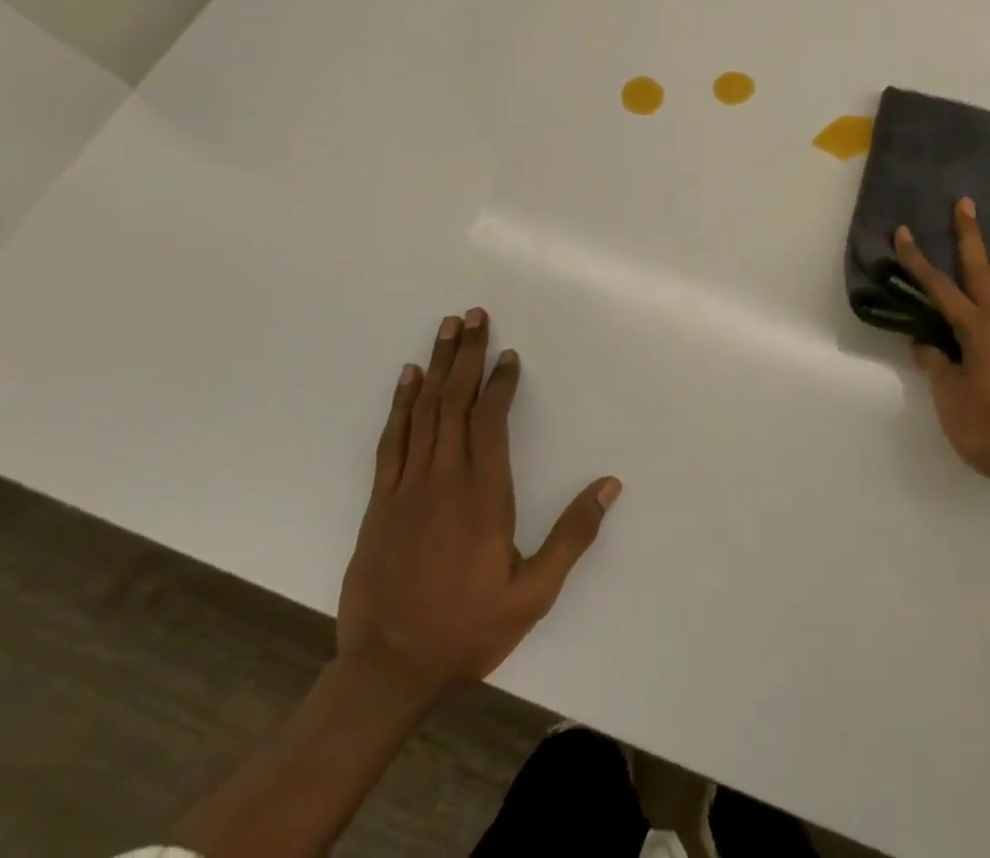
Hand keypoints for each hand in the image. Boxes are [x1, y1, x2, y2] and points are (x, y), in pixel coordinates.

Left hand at [336, 308, 620, 705]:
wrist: (386, 674)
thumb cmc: (468, 629)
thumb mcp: (534, 593)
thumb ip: (572, 536)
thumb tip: (609, 485)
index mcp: (483, 495)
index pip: (491, 421)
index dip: (500, 383)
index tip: (508, 354)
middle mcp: (443, 480)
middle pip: (454, 403)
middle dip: (466, 355)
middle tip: (473, 316)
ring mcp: (405, 490)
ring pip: (422, 413)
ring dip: (436, 367)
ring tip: (445, 329)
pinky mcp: (379, 505)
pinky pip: (391, 442)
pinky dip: (400, 405)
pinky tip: (407, 380)